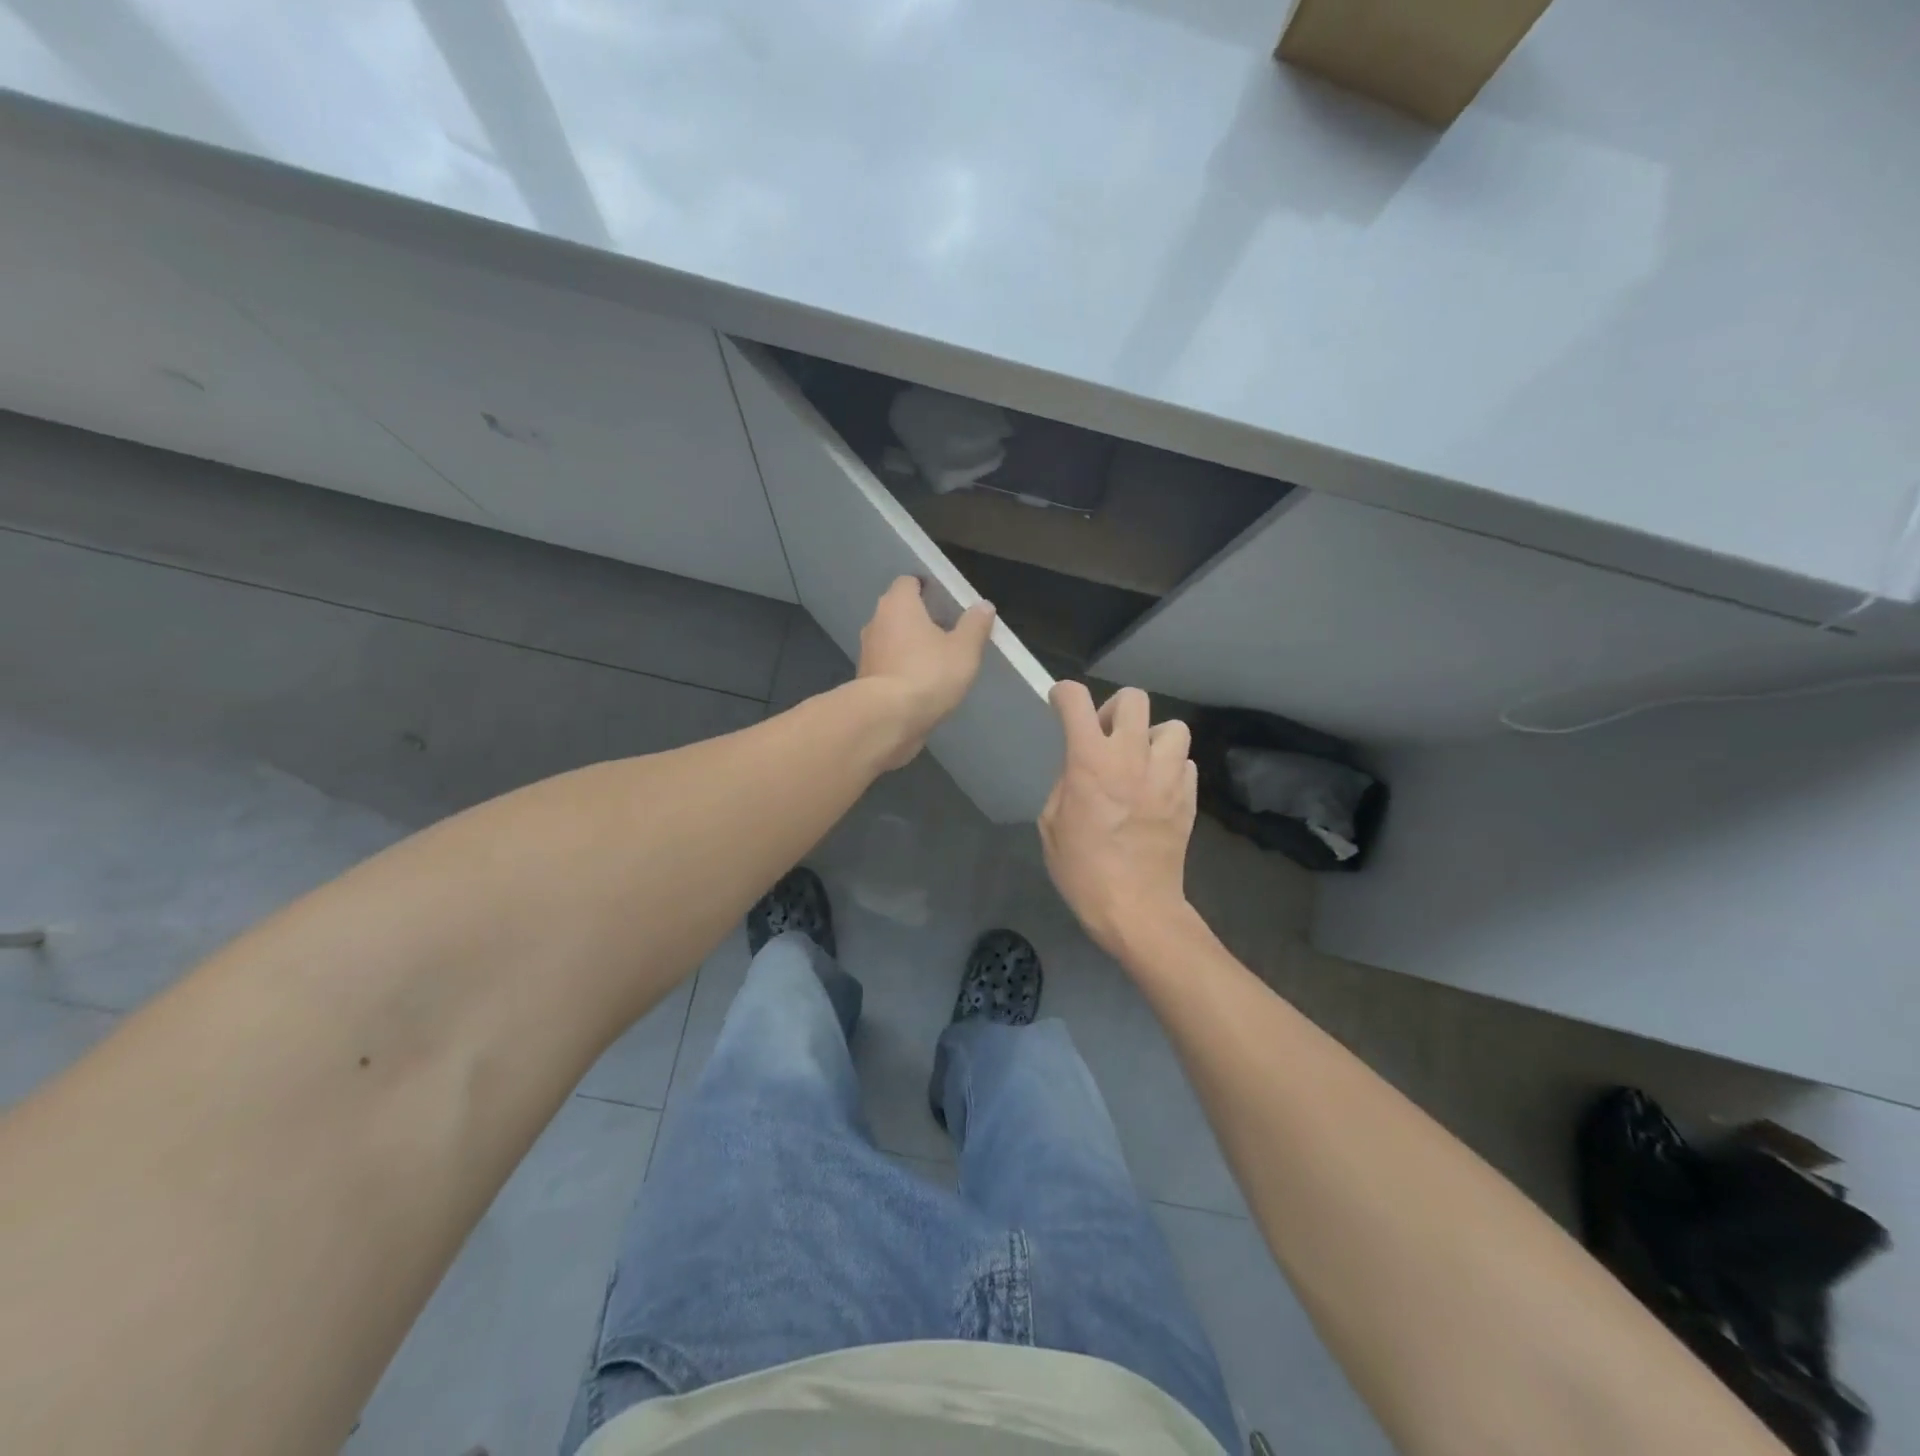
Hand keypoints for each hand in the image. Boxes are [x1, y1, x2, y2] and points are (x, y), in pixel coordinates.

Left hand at [856, 576, 996, 769]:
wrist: (888, 719)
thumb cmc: (928, 674)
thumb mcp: (964, 649)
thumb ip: (975, 625)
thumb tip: (983, 605)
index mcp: (898, 604)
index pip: (908, 582)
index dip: (925, 588)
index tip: (944, 599)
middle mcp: (876, 622)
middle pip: (899, 611)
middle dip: (919, 618)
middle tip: (946, 630)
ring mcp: (867, 652)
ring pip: (892, 640)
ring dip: (910, 646)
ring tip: (937, 660)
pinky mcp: (865, 681)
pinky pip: (888, 665)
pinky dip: (902, 669)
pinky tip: (921, 684)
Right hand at [1039, 682, 1195, 955]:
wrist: (1136, 908)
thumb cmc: (1082, 870)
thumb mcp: (1051, 825)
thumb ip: (1065, 784)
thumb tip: (1080, 769)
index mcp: (1090, 762)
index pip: (1076, 701)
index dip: (1064, 694)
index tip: (1060, 703)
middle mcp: (1132, 758)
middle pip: (1134, 699)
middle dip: (1114, 709)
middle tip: (1105, 736)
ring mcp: (1167, 776)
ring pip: (1172, 727)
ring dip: (1152, 737)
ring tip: (1140, 761)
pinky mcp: (1189, 797)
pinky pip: (1184, 763)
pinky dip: (1170, 767)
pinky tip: (1157, 788)